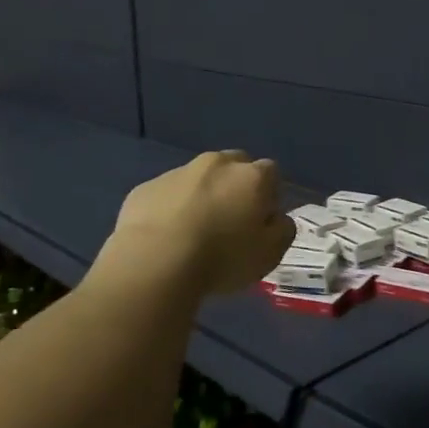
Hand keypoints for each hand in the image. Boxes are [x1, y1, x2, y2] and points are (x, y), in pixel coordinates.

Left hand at [107, 151, 295, 296]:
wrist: (154, 263)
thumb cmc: (222, 258)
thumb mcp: (270, 253)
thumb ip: (282, 229)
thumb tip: (277, 218)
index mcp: (252, 177)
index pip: (271, 173)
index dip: (269, 196)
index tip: (261, 221)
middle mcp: (217, 164)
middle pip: (234, 166)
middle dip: (236, 186)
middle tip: (230, 221)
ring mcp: (178, 173)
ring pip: (198, 178)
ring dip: (202, 195)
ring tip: (194, 232)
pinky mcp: (146, 188)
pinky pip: (167, 194)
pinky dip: (171, 208)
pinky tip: (166, 237)